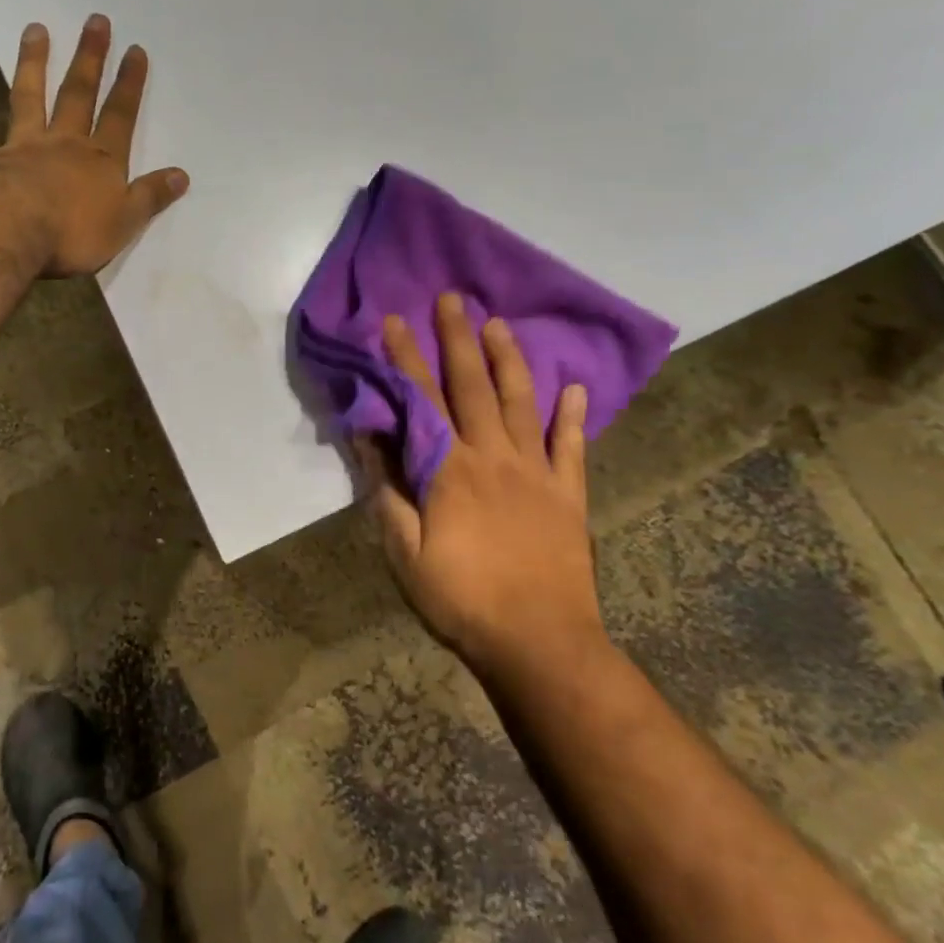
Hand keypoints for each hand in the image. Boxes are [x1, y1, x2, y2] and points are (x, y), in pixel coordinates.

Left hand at [0, 14, 189, 276]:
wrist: (13, 228)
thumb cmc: (75, 231)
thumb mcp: (124, 222)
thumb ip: (150, 197)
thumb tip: (181, 175)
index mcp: (103, 160)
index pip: (120, 116)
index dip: (129, 84)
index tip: (135, 50)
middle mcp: (67, 143)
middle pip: (80, 94)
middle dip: (91, 58)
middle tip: (96, 21)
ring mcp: (29, 146)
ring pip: (35, 96)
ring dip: (37, 61)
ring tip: (37, 29)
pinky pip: (2, 121)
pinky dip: (1, 103)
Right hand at [357, 293, 604, 675]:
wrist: (539, 643)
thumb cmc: (460, 598)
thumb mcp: (404, 551)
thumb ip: (387, 490)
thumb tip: (369, 437)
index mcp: (451, 470)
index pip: (422, 401)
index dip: (406, 359)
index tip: (394, 322)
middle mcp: (495, 458)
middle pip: (473, 387)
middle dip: (458, 340)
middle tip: (452, 299)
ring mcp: (537, 474)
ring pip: (522, 403)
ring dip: (509, 361)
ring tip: (500, 325)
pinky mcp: (569, 496)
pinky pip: (572, 447)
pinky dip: (573, 417)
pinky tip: (574, 389)